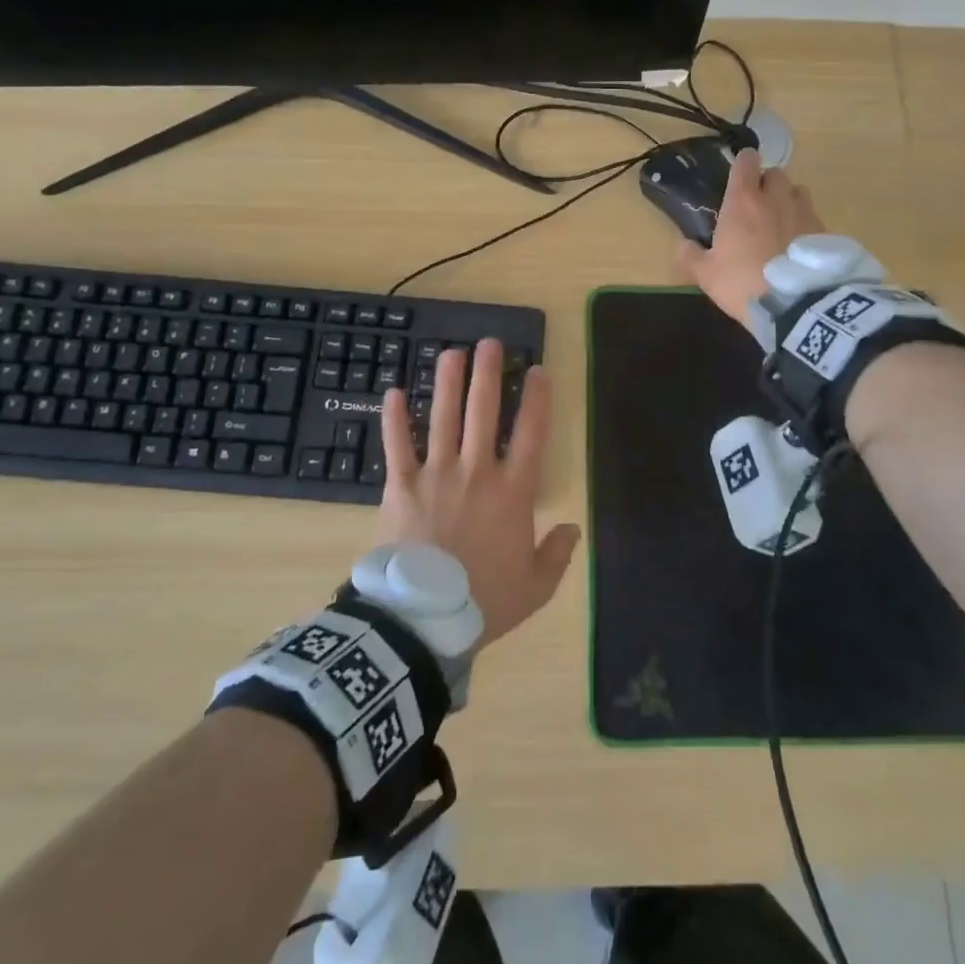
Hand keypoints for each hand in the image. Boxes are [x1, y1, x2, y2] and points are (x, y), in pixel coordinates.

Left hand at [377, 339, 578, 648]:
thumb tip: (571, 527)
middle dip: (488, 374)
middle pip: (484, 412)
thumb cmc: (485, 601)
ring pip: (443, 417)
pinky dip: (394, 419)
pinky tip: (393, 392)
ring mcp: (436, 474)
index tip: (536, 370)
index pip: (531, 433)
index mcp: (513, 492)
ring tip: (451, 352)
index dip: (536, 398)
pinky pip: (397, 445)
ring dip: (447, 382)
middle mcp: (477, 471)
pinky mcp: (401, 485)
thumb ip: (557, 554)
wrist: (424, 619)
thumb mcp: (536, 586)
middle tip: (489, 343)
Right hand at [679, 150, 824, 331]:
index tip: (739, 173)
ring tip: (781, 221)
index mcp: (743, 201)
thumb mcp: (707, 274)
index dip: (743, 163)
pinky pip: (813, 217)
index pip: (746, 162)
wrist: (794, 305)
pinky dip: (805, 224)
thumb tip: (683, 244)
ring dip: (789, 200)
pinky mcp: (824, 231)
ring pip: (798, 191)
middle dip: (767, 183)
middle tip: (758, 203)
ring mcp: (803, 212)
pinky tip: (798, 245)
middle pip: (776, 173)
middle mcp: (775, 198)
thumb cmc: (741, 282)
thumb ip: (692, 255)